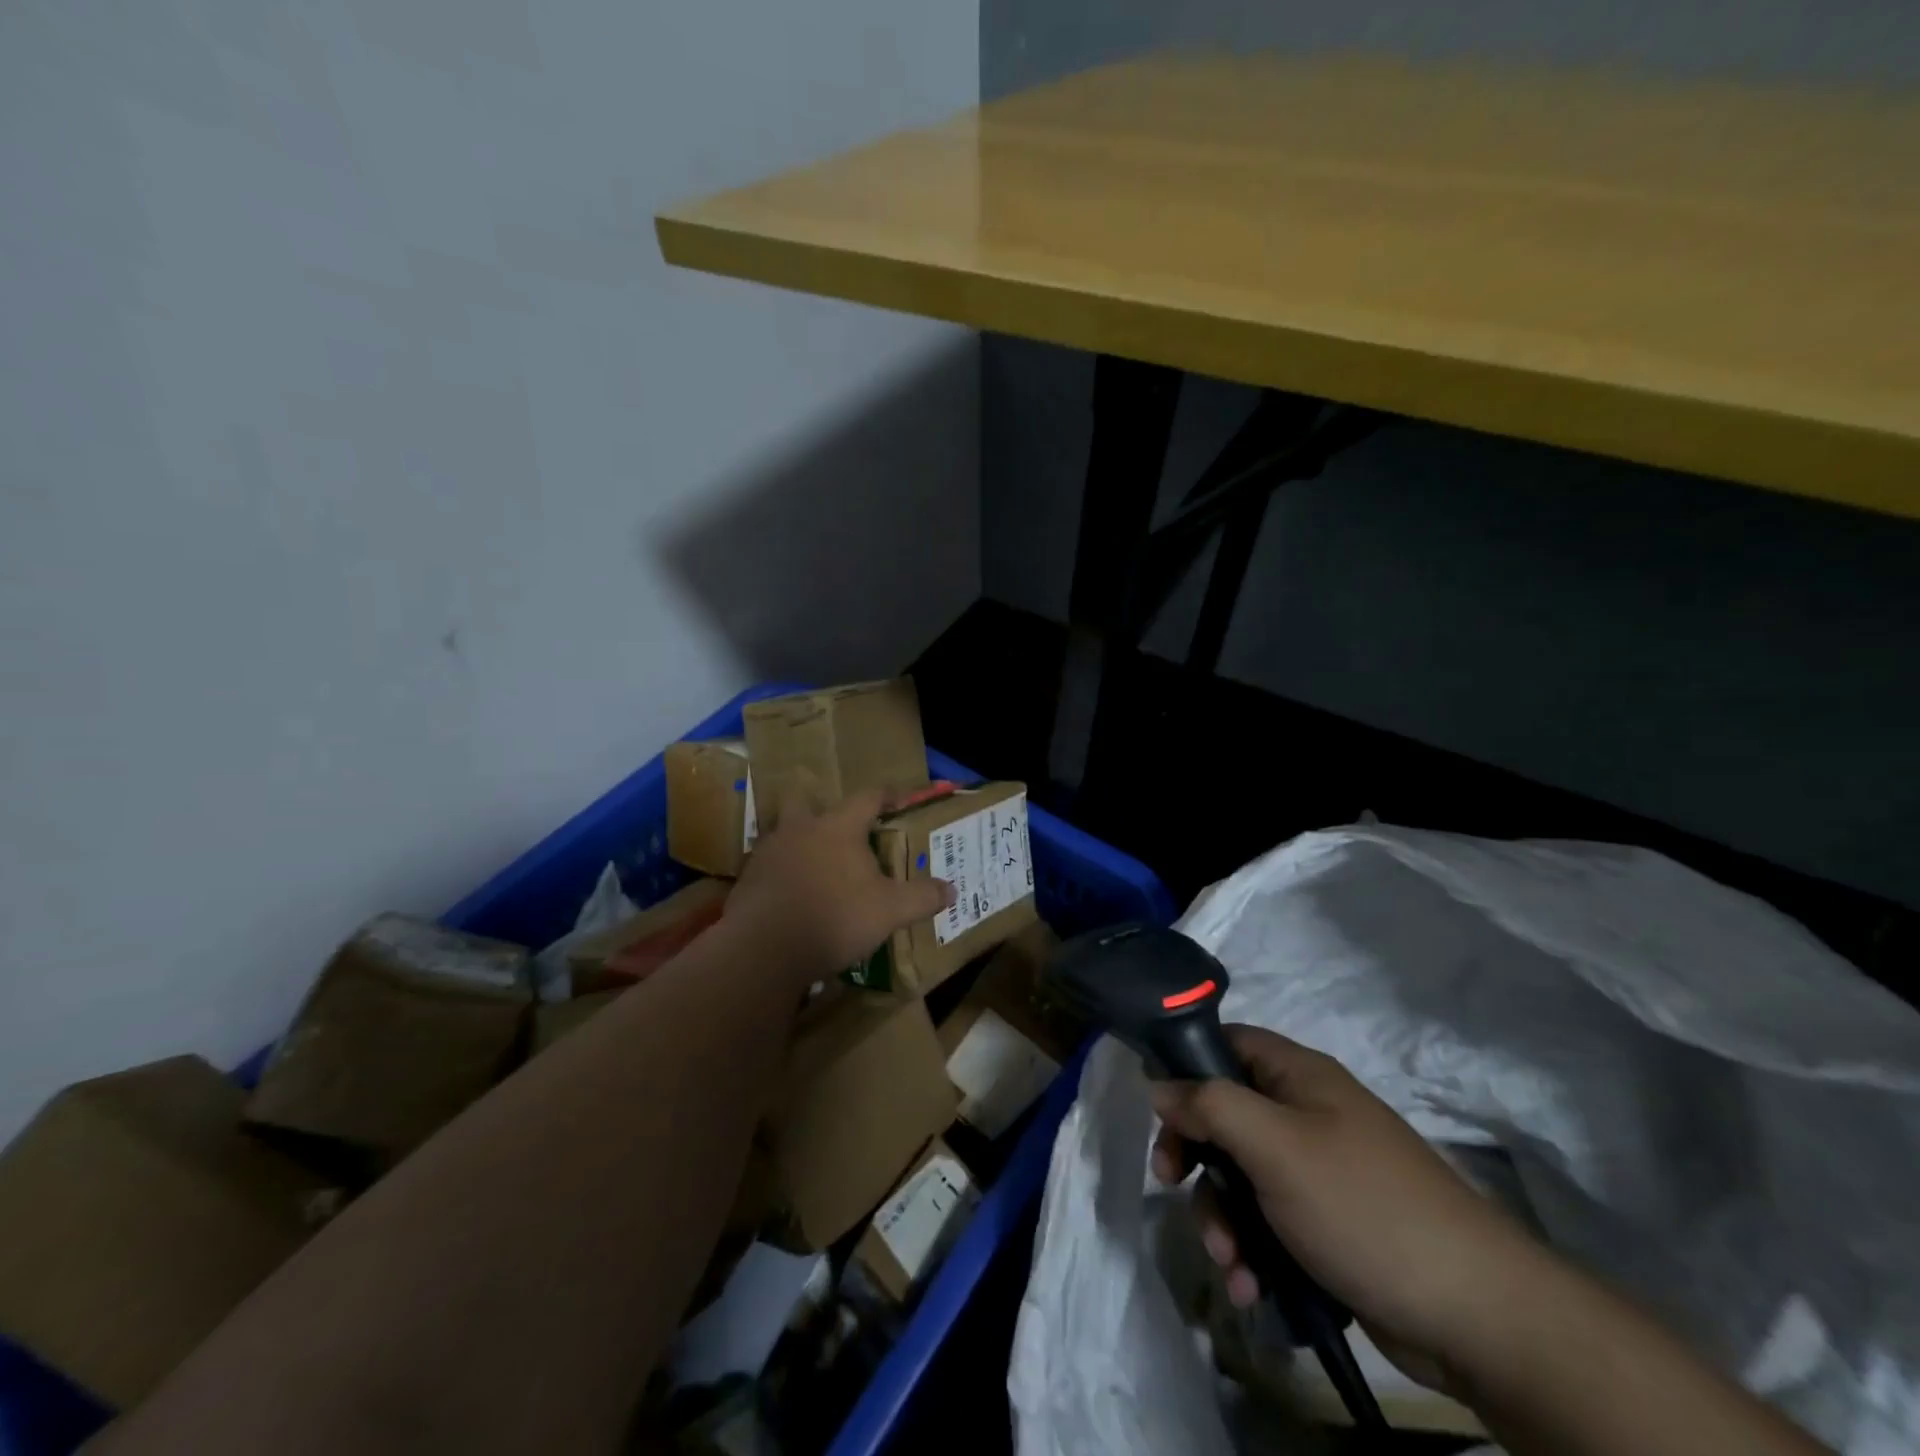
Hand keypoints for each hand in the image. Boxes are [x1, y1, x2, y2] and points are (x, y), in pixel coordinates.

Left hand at [724, 788, 954, 981]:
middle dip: (819, 805)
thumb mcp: (890, 911)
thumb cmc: (835, 916)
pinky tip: (792, 894)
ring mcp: (769, 852)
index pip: (867, 797)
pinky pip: (767, 865)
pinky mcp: (747, 880)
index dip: (886, 794)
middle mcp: (800, 829)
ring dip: (797, 839)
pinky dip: (781, 872)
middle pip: (804, 799)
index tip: (899, 798)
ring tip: (814, 862)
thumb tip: (951, 889)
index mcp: (838, 827)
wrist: (764, 948)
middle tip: (837, 824)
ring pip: (782, 831)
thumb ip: (921, 897)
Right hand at [1150, 1025, 1553, 1396]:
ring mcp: (1318, 1171)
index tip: (1158, 1108)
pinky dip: (1251, 1249)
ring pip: (1241, 1176)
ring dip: (1221, 1217)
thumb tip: (1160, 1085)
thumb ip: (1209, 1105)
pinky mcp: (1327, 1224)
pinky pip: (1268, 1221)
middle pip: (1225, 1115)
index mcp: (1299, 1076)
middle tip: (1171, 1184)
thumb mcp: (1274, 1146)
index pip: (1227, 1042)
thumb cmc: (1362, 1206)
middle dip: (1197, 1158)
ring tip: (1230, 1264)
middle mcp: (1306, 1113)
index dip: (1186, 1065)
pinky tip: (1251, 1288)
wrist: (1474, 1314)